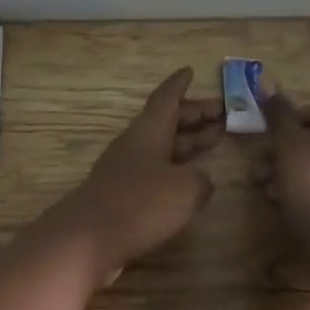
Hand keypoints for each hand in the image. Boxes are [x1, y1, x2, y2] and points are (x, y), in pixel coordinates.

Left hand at [48, 68, 223, 284]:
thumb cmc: (139, 203)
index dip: (179, 85)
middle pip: (167, 121)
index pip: (166, 97)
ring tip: (214, 139)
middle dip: (194, 115)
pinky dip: (176, 168)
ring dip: (188, 141)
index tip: (190, 71)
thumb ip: (200, 181)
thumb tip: (200, 181)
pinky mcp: (123, 195)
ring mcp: (127, 169)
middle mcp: (136, 144)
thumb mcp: (185, 190)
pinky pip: (156, 171)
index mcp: (149, 130)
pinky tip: (190, 180)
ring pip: (163, 146)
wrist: (88, 239)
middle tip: (222, 112)